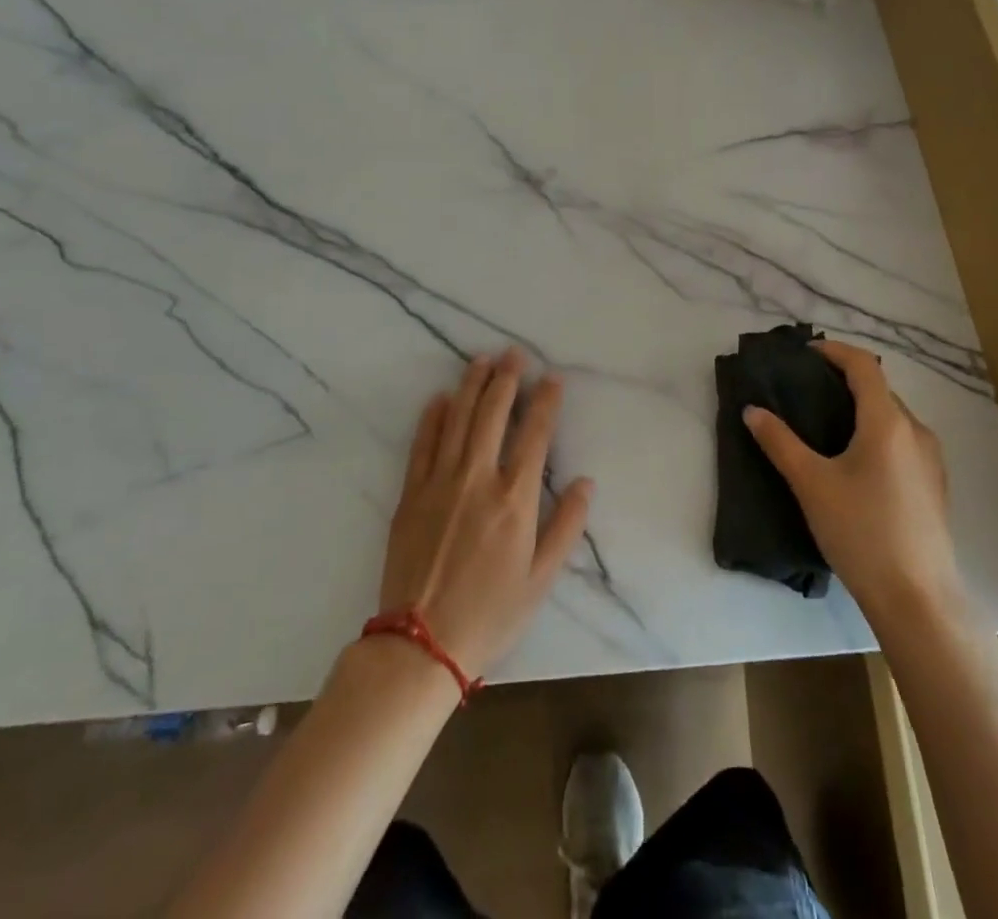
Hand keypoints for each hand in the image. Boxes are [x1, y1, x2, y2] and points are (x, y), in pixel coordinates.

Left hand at [378, 348, 592, 677]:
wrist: (420, 644)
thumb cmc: (490, 614)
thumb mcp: (542, 579)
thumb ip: (566, 526)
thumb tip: (586, 483)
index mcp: (515, 499)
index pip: (534, 434)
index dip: (545, 401)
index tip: (551, 378)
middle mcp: (478, 479)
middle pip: (493, 414)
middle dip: (506, 379)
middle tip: (513, 353)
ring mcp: (440, 483)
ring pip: (457, 420)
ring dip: (471, 386)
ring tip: (481, 360)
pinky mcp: (411, 494)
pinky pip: (423, 445)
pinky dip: (432, 417)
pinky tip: (440, 398)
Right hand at [743, 341, 965, 621]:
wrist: (918, 601)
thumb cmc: (862, 533)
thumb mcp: (812, 485)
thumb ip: (780, 442)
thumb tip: (752, 410)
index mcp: (888, 422)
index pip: (864, 365)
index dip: (835, 351)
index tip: (805, 354)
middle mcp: (916, 431)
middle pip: (879, 389)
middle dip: (844, 381)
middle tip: (806, 390)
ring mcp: (931, 459)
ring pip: (892, 417)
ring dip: (861, 408)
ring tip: (825, 424)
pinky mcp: (934, 485)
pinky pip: (902, 441)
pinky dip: (876, 433)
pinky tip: (854, 462)